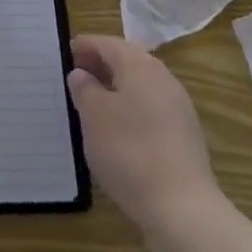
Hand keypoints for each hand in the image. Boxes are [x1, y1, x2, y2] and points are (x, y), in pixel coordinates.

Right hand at [68, 34, 219, 231]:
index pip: (108, 43)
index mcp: (139, 65)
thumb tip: (82, 74)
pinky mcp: (184, 134)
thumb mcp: (93, 116)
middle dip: (102, 64)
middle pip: (128, 60)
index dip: (86, 45)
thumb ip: (84, 89)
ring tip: (94, 102)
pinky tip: (119, 128)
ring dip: (117, 86)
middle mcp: (162, 78)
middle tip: (78, 74)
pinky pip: (151, 107)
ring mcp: (178, 106)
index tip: (67, 51)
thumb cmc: (129, 151)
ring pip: (141, 84)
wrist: (182, 207)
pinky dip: (132, 107)